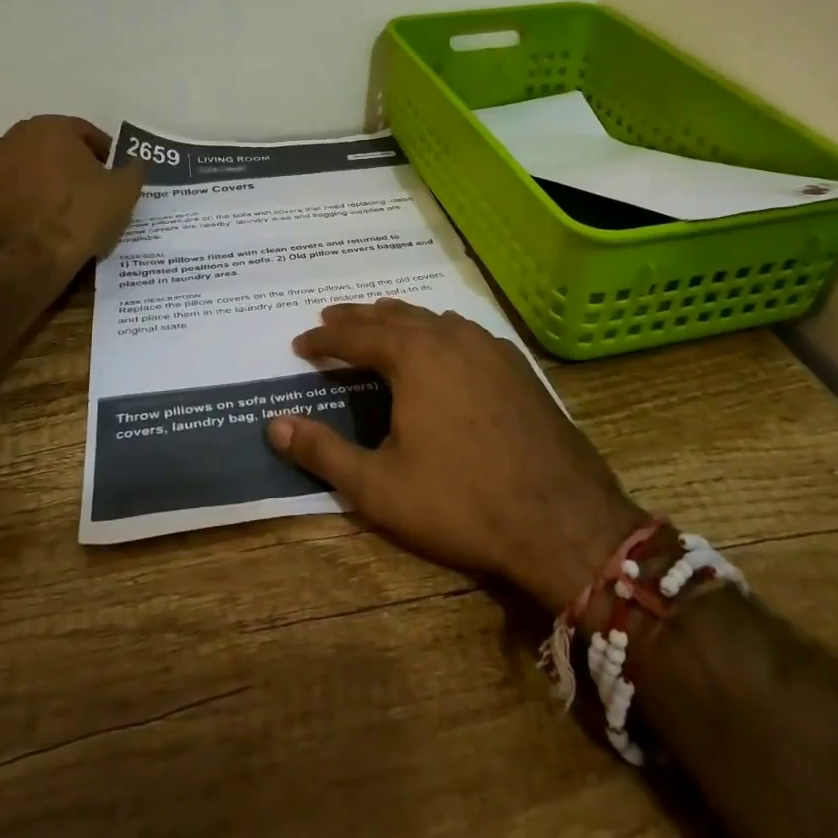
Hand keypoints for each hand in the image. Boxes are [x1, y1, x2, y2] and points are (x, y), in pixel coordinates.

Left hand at [0, 116, 141, 269]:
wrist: (29, 260)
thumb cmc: (80, 214)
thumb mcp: (124, 191)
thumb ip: (132, 169)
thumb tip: (132, 163)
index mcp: (50, 127)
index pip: (86, 133)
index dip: (105, 154)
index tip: (115, 176)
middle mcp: (15, 138)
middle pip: (55, 148)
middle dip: (74, 164)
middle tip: (94, 190)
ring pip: (32, 169)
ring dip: (49, 182)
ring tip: (69, 210)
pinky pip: (14, 193)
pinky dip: (28, 201)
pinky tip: (45, 223)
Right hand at [267, 299, 644, 614]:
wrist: (563, 521)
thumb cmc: (461, 502)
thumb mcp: (378, 487)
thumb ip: (322, 451)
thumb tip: (274, 425)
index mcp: (414, 356)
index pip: (355, 335)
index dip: (323, 339)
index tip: (299, 344)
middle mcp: (451, 337)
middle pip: (394, 315)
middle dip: (358, 318)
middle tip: (330, 320)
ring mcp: (490, 348)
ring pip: (433, 319)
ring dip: (399, 320)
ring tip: (378, 324)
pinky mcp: (518, 367)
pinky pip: (465, 333)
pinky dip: (437, 332)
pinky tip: (440, 347)